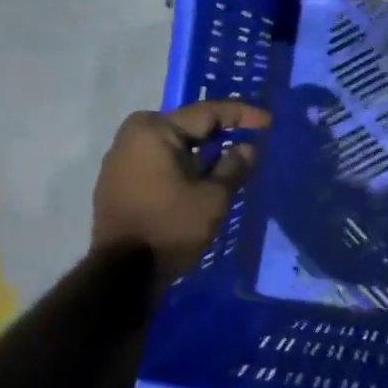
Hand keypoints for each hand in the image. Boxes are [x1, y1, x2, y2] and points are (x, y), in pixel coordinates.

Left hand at [92, 100, 270, 278]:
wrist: (123, 274)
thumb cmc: (171, 227)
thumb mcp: (213, 197)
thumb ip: (234, 166)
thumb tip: (248, 148)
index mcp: (154, 130)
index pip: (207, 113)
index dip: (242, 115)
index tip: (269, 122)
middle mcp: (132, 136)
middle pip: (187, 126)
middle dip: (220, 131)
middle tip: (250, 136)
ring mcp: (120, 159)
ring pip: (172, 145)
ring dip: (201, 150)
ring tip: (231, 157)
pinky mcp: (118, 182)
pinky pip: (159, 161)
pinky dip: (183, 164)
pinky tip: (203, 175)